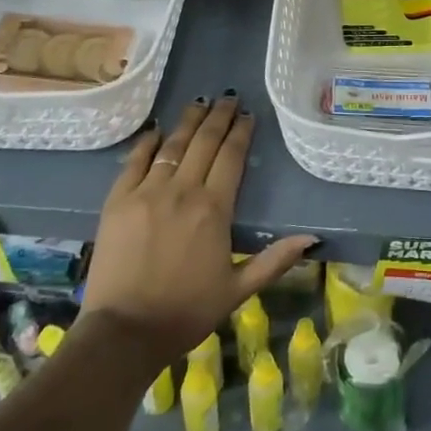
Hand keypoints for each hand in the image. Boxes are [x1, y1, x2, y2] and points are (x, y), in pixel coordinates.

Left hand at [80, 92, 316, 368]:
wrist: (124, 332)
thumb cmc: (186, 312)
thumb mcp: (238, 290)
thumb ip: (274, 260)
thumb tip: (312, 238)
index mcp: (214, 209)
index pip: (231, 157)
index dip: (241, 132)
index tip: (248, 115)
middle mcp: (182, 190)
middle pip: (204, 142)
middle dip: (218, 117)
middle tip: (228, 98)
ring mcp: (146, 192)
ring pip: (172, 145)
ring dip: (188, 121)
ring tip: (199, 102)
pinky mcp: (117, 201)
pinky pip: (135, 161)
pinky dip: (148, 142)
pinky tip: (157, 130)